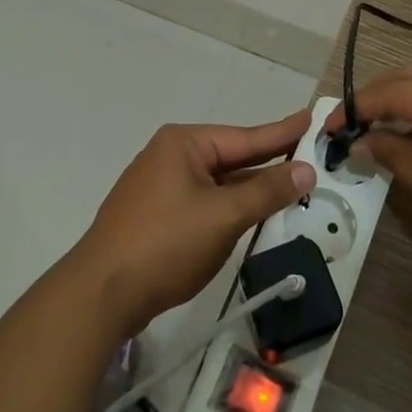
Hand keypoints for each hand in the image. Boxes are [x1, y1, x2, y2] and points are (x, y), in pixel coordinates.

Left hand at [70, 113, 316, 336]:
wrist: (101, 294)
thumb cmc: (165, 243)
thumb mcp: (223, 216)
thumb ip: (266, 191)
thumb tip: (305, 169)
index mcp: (184, 144)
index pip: (245, 137)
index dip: (282, 132)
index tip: (310, 118)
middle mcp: (171, 157)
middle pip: (231, 157)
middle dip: (269, 160)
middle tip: (308, 152)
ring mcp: (160, 187)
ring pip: (218, 183)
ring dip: (251, 188)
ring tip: (290, 182)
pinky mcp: (157, 216)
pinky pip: (204, 202)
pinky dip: (230, 206)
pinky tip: (251, 213)